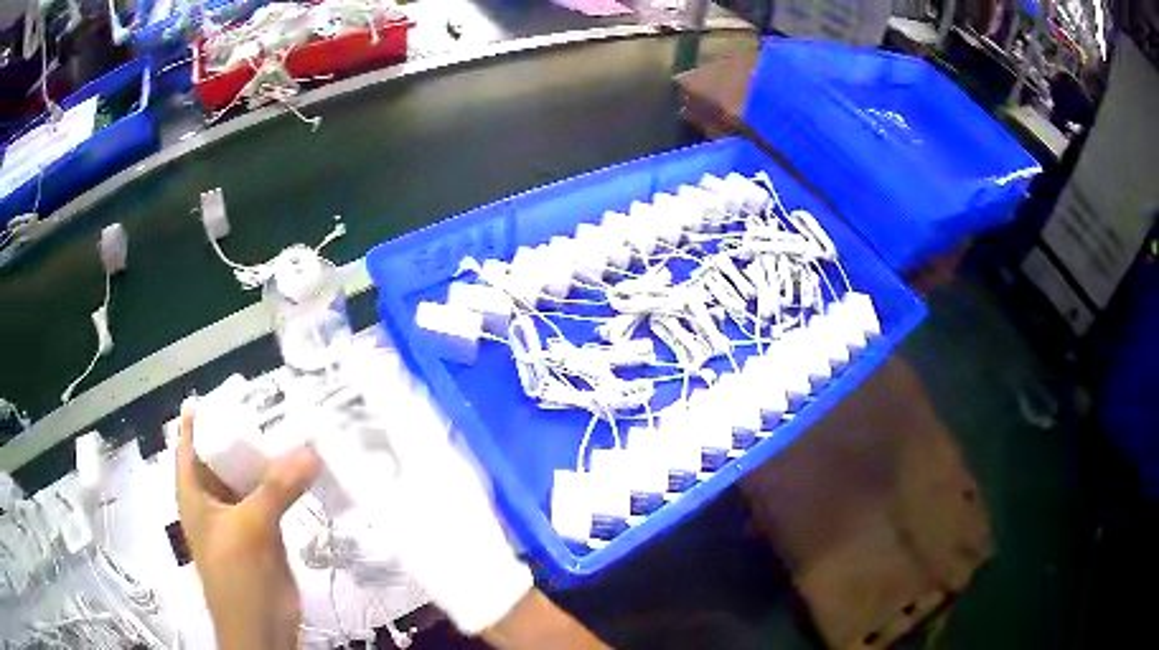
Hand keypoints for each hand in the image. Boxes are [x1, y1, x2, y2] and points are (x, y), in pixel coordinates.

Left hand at [175, 401, 321, 649]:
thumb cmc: (236, 578)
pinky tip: (308, 464)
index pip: (191, 438)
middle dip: (246, 428)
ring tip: (299, 424)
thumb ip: (277, 488)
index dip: (206, 412)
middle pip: (226, 451)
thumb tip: (312, 448)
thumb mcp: (249, 529)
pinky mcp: (265, 528)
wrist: (262, 628)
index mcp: (194, 489)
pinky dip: (287, 480)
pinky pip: (274, 495)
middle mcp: (213, 494)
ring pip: (252, 473)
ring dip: (271, 454)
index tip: (234, 387)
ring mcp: (240, 512)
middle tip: (279, 398)